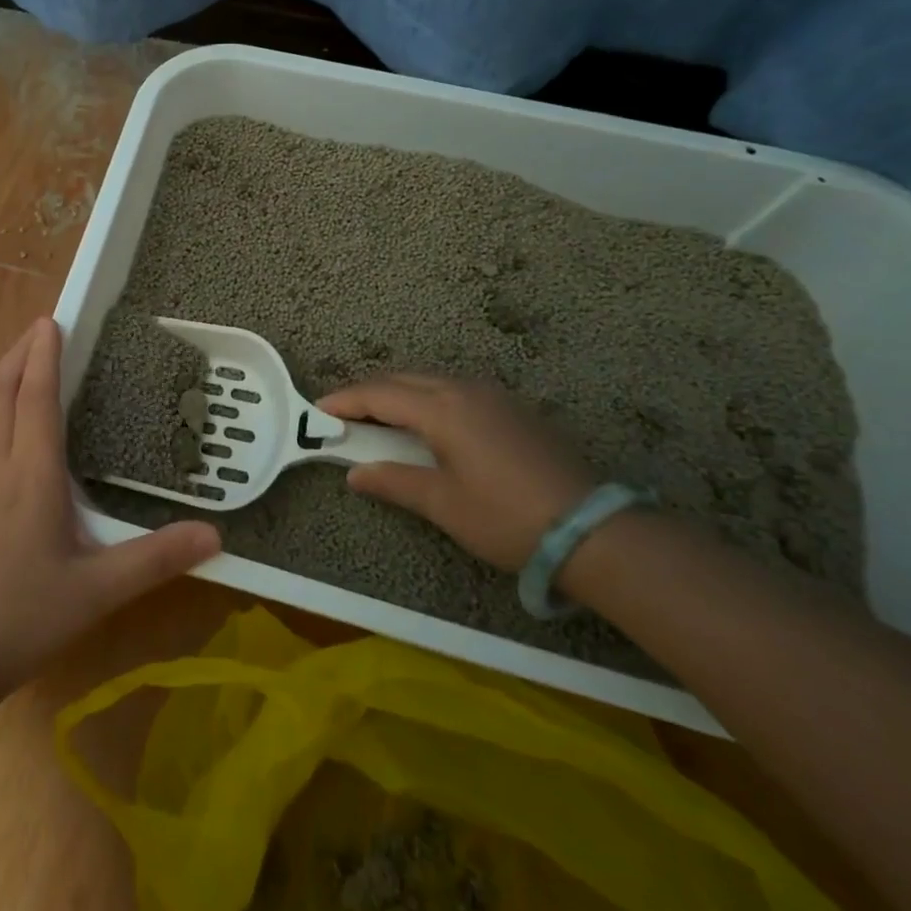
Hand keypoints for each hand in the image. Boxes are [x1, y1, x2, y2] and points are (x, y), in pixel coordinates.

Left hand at [0, 317, 221, 707]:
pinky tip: (1, 431)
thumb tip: (216, 535)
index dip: (43, 355)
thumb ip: (155, 558)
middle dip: (18, 353)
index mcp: (28, 474)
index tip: (51, 321)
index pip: (35, 397)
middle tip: (40, 329)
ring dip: (3, 380)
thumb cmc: (21, 619)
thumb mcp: (97, 591)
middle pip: (0, 391)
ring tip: (24, 367)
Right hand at [318, 373, 593, 570]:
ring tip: (378, 421)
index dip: (344, 401)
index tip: (317, 412)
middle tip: (342, 417)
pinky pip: (454, 390)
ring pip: (429, 382)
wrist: (593, 530)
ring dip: (397, 395)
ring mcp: (493, 395)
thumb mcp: (443, 504)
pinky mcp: (512, 408)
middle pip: (402, 380)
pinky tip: (425, 426)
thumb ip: (394, 481)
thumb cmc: (507, 517)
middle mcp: (464, 389)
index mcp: (442, 408)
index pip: (379, 394)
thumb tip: (355, 474)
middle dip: (367, 394)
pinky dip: (426, 400)